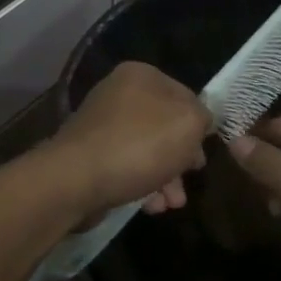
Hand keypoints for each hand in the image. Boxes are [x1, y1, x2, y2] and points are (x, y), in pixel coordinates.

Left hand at [47, 62, 209, 216]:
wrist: (76, 180)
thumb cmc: (139, 145)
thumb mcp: (188, 124)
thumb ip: (203, 117)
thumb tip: (199, 122)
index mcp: (141, 75)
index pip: (185, 95)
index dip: (199, 125)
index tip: (204, 151)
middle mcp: (119, 93)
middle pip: (165, 125)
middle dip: (182, 158)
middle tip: (191, 178)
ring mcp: (103, 125)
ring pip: (148, 150)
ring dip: (167, 178)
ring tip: (172, 203)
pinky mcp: (92, 155)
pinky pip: (127, 167)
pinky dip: (143, 184)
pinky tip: (150, 206)